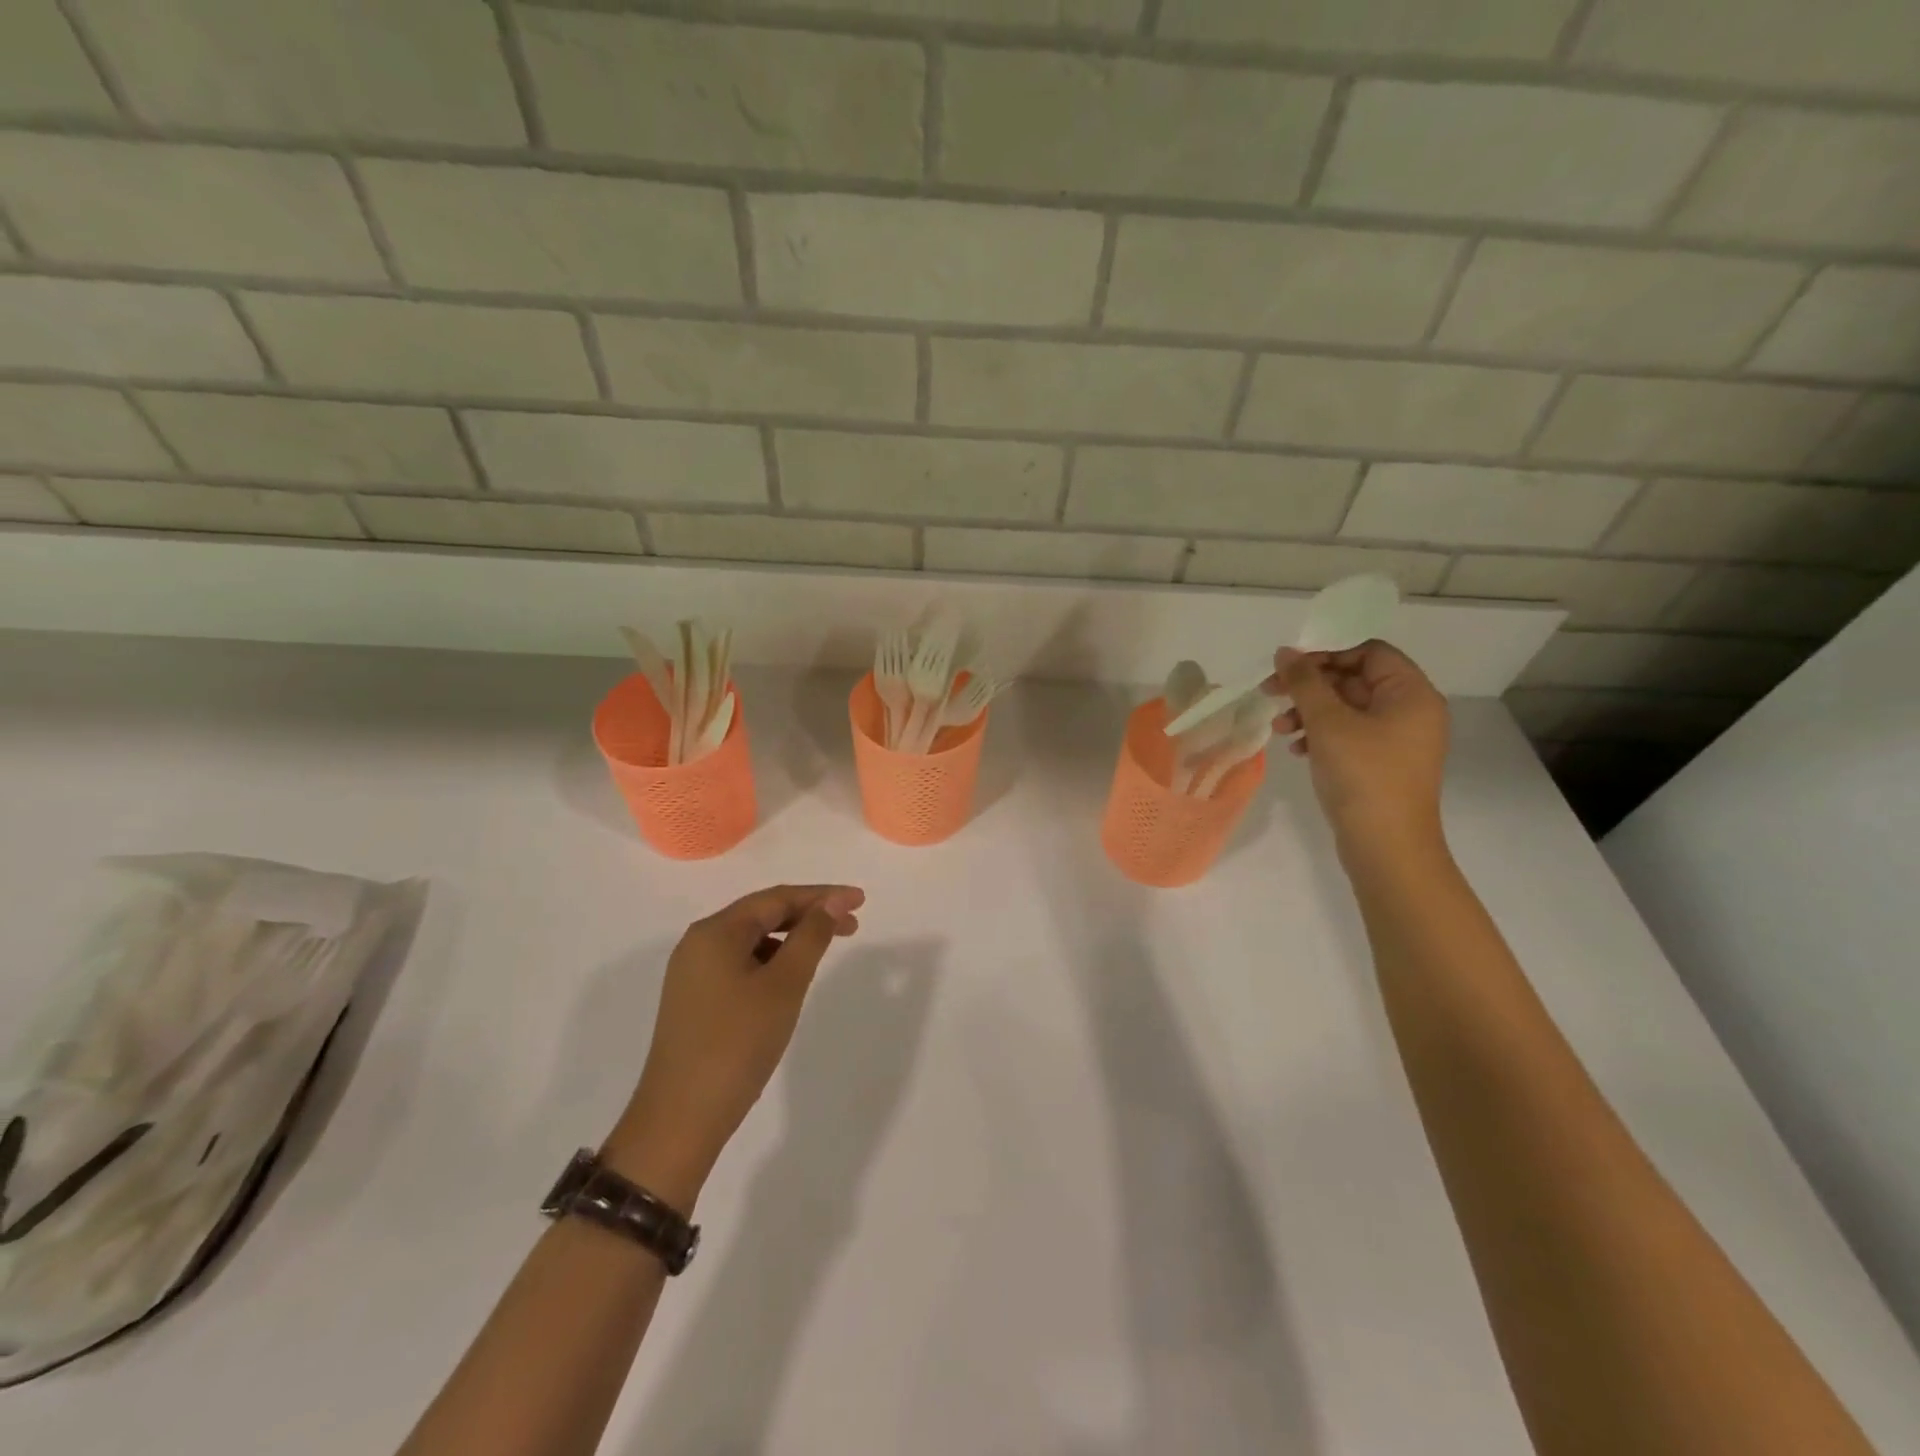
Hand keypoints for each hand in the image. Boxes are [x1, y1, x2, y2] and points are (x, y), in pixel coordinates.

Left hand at [603, 884, 863, 1210]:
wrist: (681, 1118)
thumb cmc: (737, 1043)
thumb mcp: (784, 985)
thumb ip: (811, 937)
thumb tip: (832, 902)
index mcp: (715, 931)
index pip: (777, 898)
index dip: (822, 895)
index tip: (860, 901)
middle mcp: (699, 943)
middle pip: (762, 915)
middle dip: (809, 915)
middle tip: (853, 925)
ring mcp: (693, 973)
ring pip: (752, 941)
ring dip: (791, 939)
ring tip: (826, 950)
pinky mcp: (694, 1000)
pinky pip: (740, 964)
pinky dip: (771, 962)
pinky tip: (790, 979)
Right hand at [1266, 641, 1449, 854]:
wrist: (1386, 847)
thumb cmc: (1363, 776)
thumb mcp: (1328, 723)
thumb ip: (1305, 682)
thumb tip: (1285, 653)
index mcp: (1411, 694)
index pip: (1368, 651)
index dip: (1327, 653)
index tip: (1288, 666)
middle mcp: (1410, 711)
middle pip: (1354, 679)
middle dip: (1310, 685)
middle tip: (1270, 692)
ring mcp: (1396, 740)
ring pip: (1346, 709)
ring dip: (1309, 711)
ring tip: (1279, 728)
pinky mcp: (1380, 764)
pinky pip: (1348, 735)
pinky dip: (1320, 735)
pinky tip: (1296, 748)